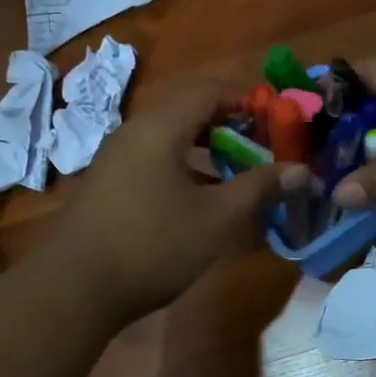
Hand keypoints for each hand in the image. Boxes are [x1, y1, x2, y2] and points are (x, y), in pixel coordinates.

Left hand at [52, 79, 304, 324]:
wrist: (74, 288)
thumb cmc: (152, 245)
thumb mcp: (217, 219)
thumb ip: (259, 188)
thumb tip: (300, 170)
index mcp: (160, 126)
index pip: (211, 88)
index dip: (249, 97)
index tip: (281, 116)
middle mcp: (134, 131)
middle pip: (189, 108)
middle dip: (231, 121)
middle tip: (265, 143)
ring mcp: (117, 158)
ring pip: (172, 136)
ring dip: (209, 146)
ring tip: (240, 169)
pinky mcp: (110, 184)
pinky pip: (156, 159)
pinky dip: (186, 166)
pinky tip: (203, 196)